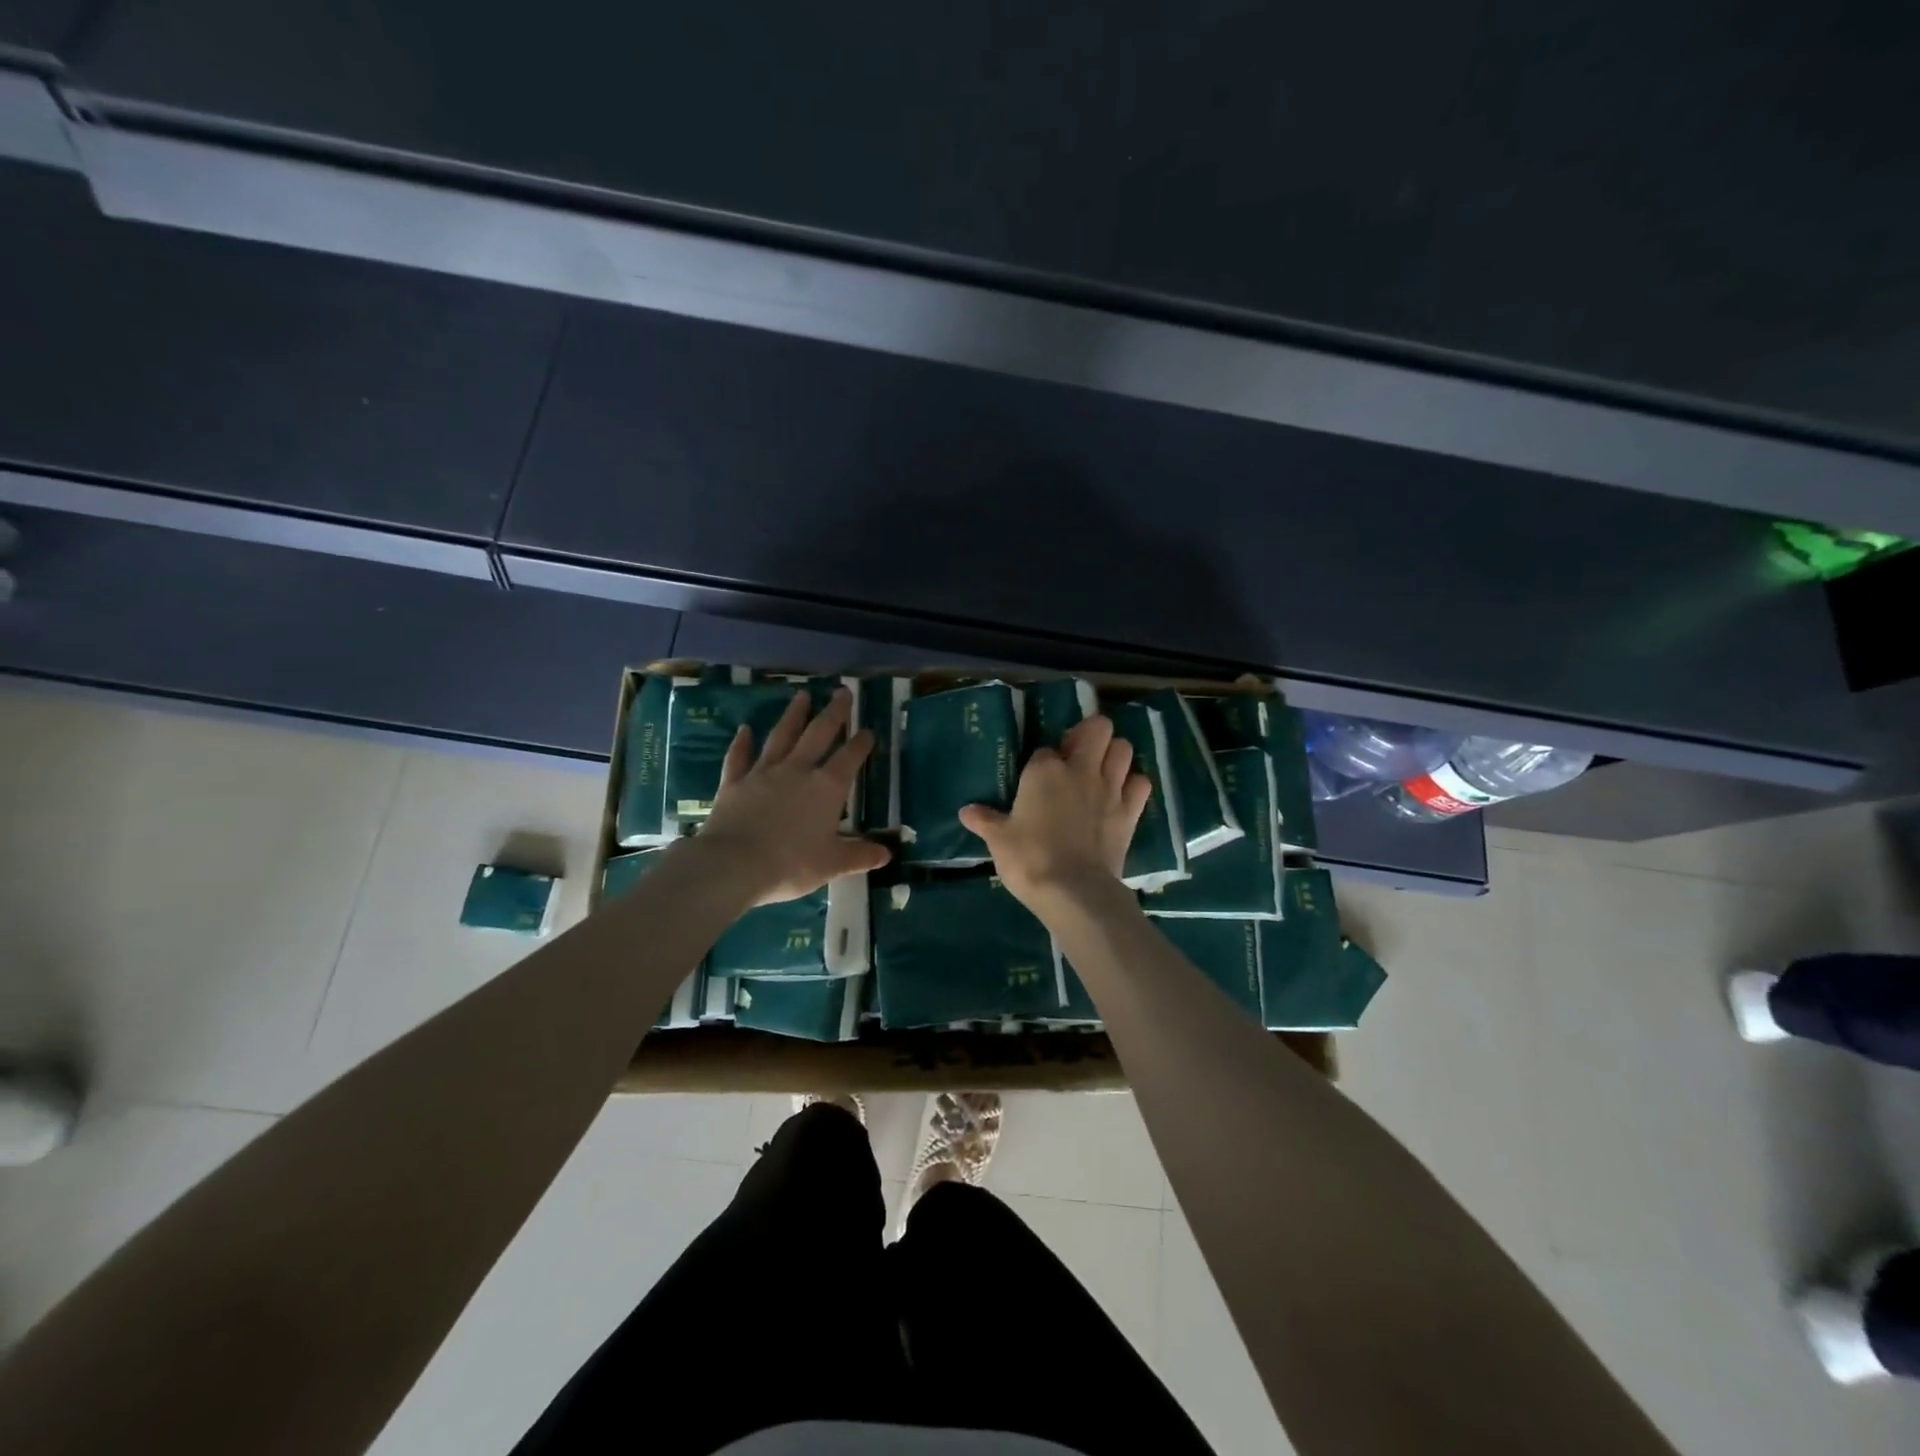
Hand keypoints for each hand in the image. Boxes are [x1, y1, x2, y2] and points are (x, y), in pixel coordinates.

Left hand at [699, 687, 891, 903]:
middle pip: (819, 734)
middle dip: (834, 713)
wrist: (733, 865)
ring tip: (802, 695)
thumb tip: (887, 854)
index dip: (862, 743)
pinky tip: (744, 729)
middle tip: (842, 692)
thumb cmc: (790, 864)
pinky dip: (742, 742)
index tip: (869, 730)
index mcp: (827, 788)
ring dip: (793, 715)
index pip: (850, 758)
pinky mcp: (734, 782)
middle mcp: (798, 770)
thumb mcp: (832, 864)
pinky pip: (739, 757)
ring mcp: (763, 773)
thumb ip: (859, 855)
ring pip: (781, 736)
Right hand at [959, 714, 1150, 912]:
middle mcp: (1080, 769)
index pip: (1045, 749)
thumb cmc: (1029, 859)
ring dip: (1114, 754)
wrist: (1073, 890)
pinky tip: (1122, 795)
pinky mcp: (1130, 811)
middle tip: (1078, 755)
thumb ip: (985, 821)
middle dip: (1090, 735)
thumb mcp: (999, 840)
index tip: (1037, 778)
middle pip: (1098, 728)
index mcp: (1044, 770)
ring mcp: (1110, 788)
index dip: (1042, 761)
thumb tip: (966, 811)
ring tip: (1102, 770)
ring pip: (1124, 748)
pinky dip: (1134, 785)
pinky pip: (1141, 784)